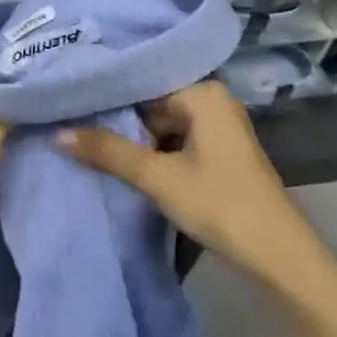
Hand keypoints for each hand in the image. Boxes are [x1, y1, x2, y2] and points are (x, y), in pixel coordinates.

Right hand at [58, 80, 328, 297]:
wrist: (279, 255)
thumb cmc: (220, 204)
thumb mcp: (158, 177)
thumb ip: (109, 152)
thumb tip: (58, 134)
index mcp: (203, 92)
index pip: (143, 80)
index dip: (107, 93)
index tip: (70, 99)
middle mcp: (213, 100)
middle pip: (152, 103)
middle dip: (119, 119)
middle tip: (73, 122)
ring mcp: (219, 127)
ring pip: (163, 124)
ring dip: (135, 139)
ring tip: (89, 140)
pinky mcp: (220, 152)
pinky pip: (177, 140)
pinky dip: (154, 152)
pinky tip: (124, 161)